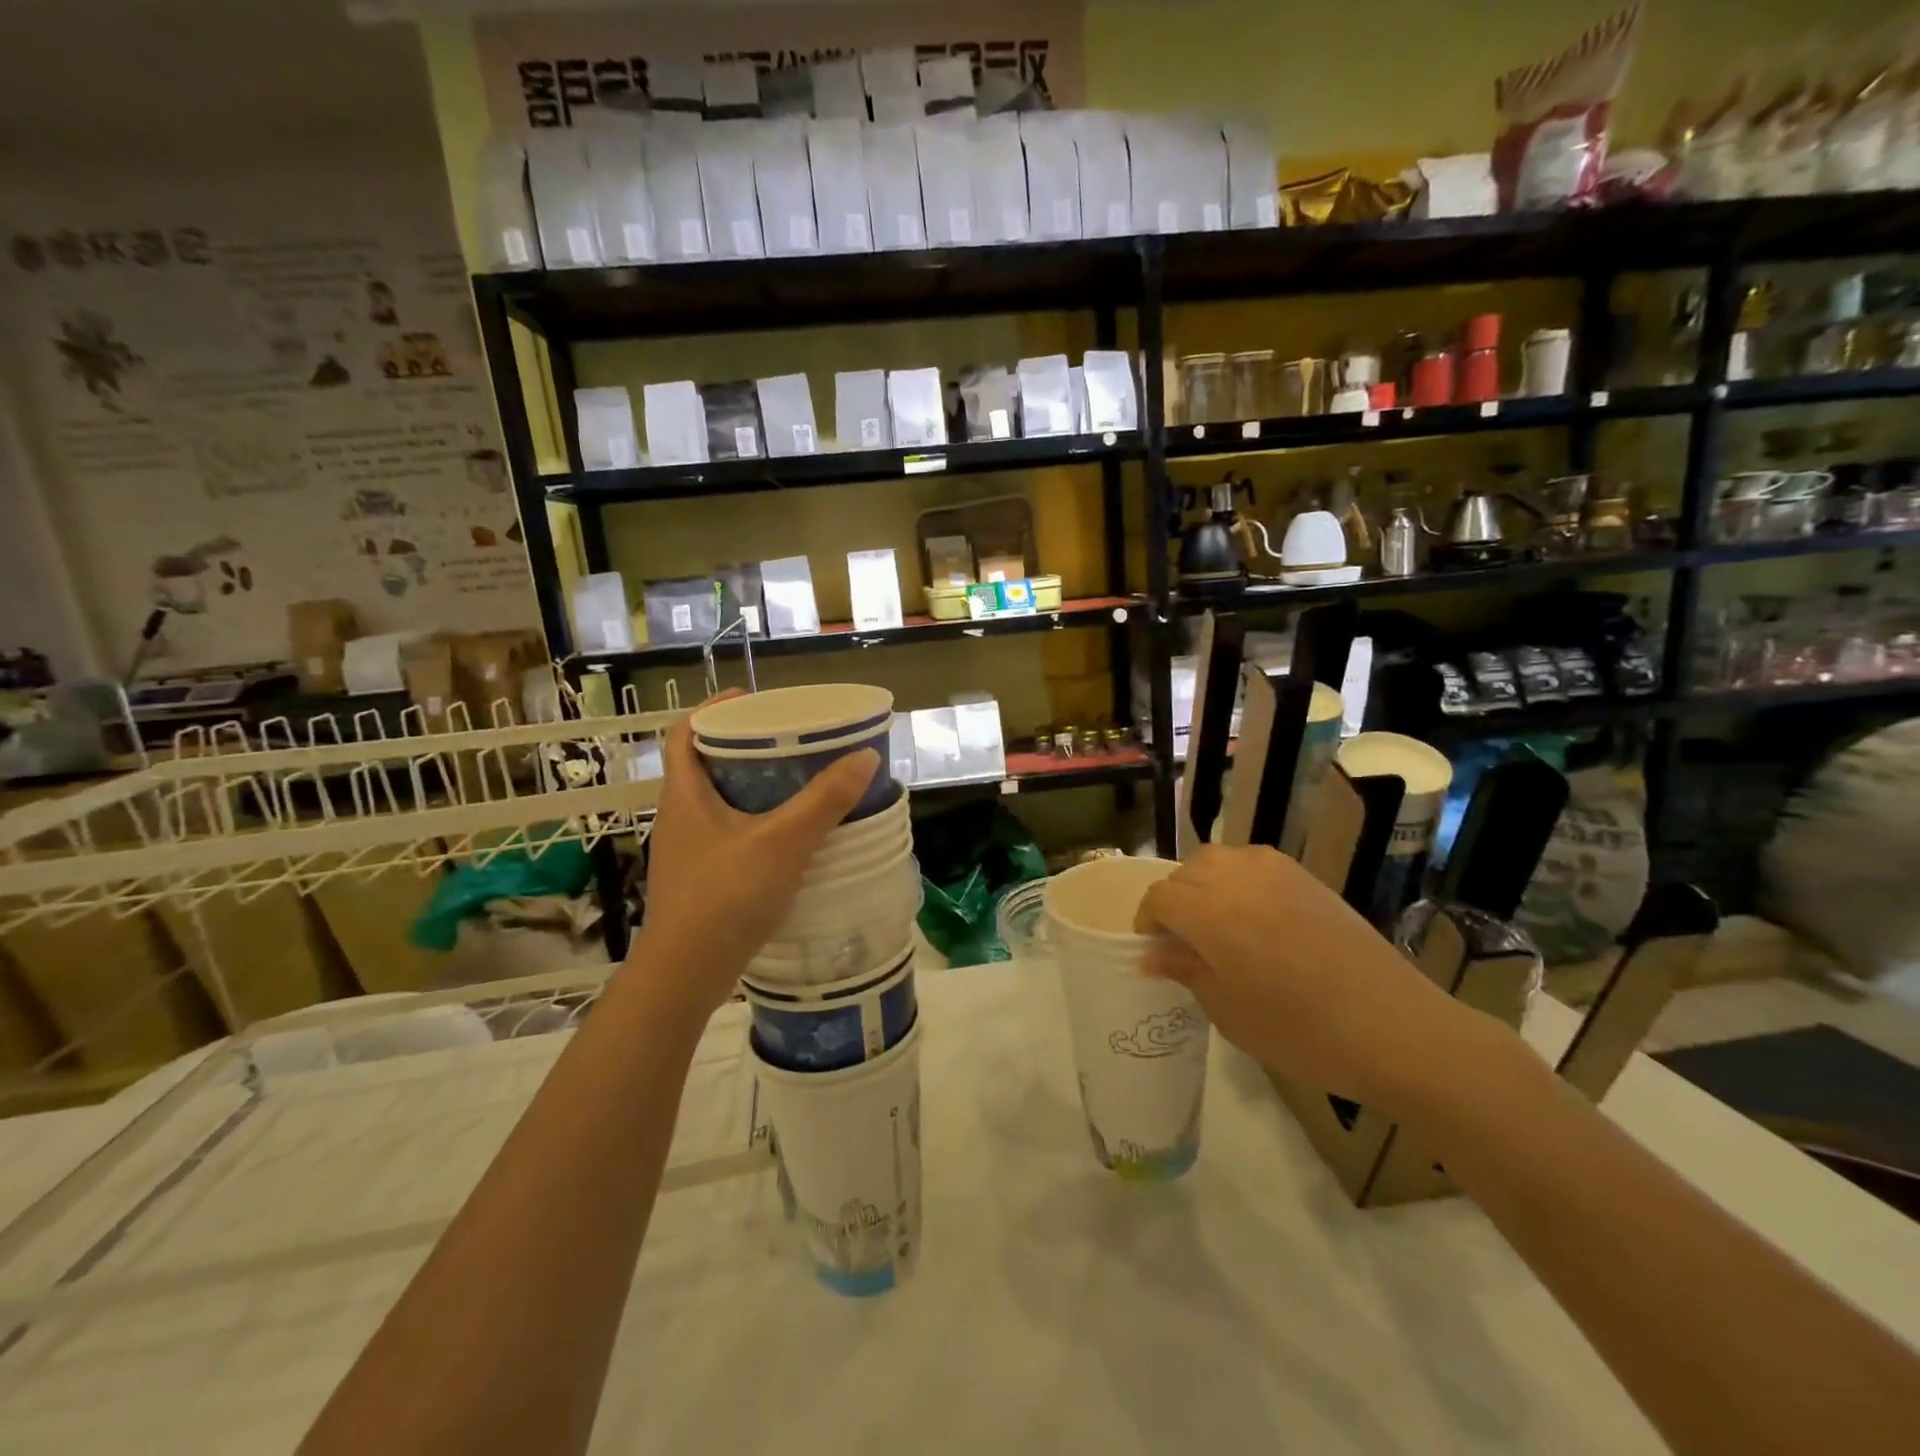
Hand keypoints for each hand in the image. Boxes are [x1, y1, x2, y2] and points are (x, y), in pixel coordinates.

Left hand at [630, 692, 879, 1016]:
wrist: (684, 976)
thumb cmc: (725, 897)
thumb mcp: (782, 843)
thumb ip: (824, 801)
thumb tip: (865, 756)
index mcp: (684, 794)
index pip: (686, 732)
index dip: (715, 709)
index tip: (756, 700)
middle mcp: (679, 816)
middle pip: (705, 764)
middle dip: (746, 747)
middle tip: (790, 741)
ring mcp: (687, 851)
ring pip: (718, 802)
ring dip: (752, 786)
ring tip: (797, 782)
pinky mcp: (701, 879)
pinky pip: (728, 833)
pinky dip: (755, 822)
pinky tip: (788, 837)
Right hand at [1133, 845, 1495, 1114]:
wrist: (1393, 1028)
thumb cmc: (1300, 1031)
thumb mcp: (1227, 1011)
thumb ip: (1185, 971)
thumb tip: (1151, 954)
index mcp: (1210, 912)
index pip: (1159, 897)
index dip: (1148, 921)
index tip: (1154, 950)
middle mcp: (1237, 878)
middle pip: (1186, 872)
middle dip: (1174, 901)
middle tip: (1184, 942)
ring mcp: (1276, 872)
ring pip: (1219, 860)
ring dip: (1204, 883)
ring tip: (1216, 923)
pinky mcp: (1306, 877)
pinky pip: (1254, 863)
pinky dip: (1238, 879)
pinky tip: (1254, 915)